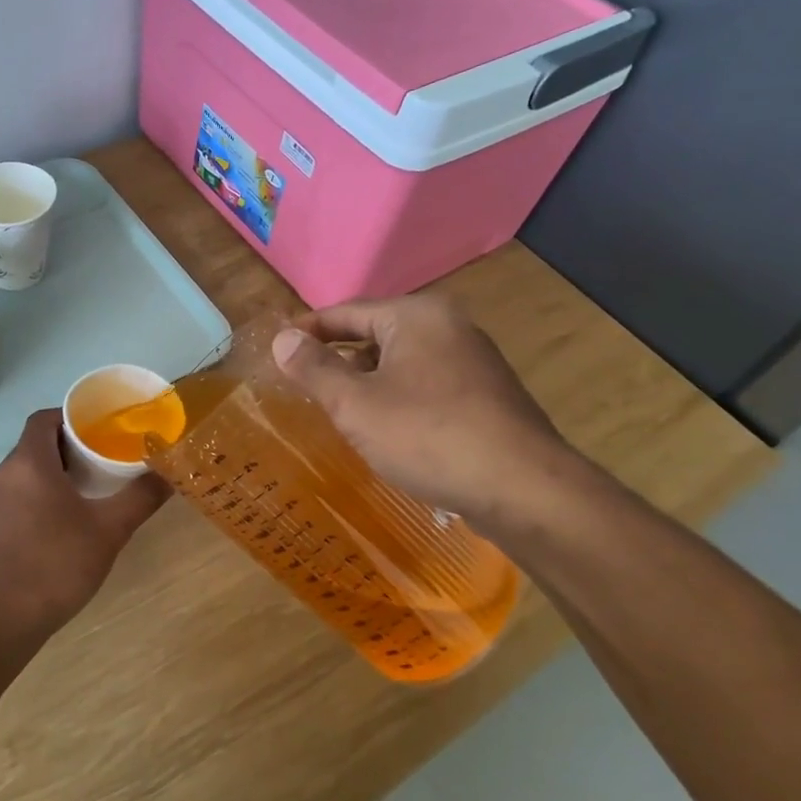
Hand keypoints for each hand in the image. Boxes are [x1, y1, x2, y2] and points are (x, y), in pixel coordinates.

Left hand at [0, 410, 168, 636]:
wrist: (8, 615)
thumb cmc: (58, 562)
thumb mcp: (110, 528)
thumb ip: (141, 496)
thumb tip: (168, 473)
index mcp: (29, 462)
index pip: (45, 418)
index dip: (72, 416)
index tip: (102, 427)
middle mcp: (6, 472)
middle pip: (37, 441)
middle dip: (71, 443)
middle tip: (106, 455)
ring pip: (28, 467)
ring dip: (57, 468)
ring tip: (93, 483)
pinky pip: (20, 490)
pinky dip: (43, 489)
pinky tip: (68, 514)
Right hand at [271, 293, 581, 530]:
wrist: (523, 489)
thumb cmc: (427, 436)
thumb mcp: (355, 404)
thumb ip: (313, 368)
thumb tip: (282, 338)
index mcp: (415, 316)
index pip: (346, 312)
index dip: (308, 330)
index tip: (278, 348)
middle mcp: (448, 326)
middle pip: (375, 333)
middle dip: (337, 357)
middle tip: (303, 383)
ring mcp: (473, 360)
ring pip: (401, 361)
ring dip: (366, 380)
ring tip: (338, 409)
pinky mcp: (486, 395)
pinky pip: (426, 384)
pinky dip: (397, 397)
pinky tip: (386, 429)